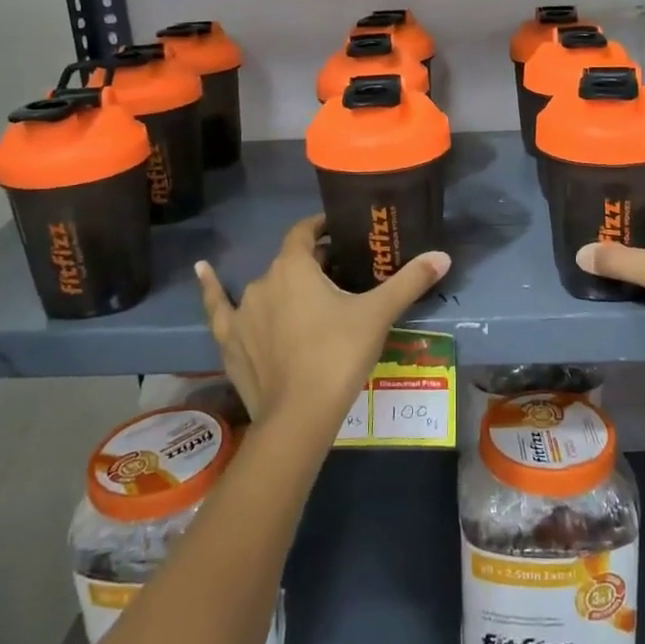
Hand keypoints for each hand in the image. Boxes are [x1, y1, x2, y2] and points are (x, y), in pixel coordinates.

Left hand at [195, 216, 450, 434]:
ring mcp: (242, 311)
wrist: (299, 416)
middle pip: (290, 262)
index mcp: (295, 267)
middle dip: (312, 263)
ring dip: (285, 286)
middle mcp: (264, 280)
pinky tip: (201, 271)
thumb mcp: (378, 315)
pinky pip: (218, 307)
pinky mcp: (229, 340)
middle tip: (339, 276)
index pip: (305, 232)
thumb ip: (409, 281)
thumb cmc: (339, 355)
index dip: (321, 227)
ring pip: (266, 287)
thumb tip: (443, 255)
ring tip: (308, 299)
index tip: (337, 231)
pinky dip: (211, 288)